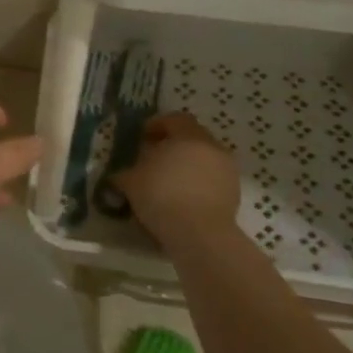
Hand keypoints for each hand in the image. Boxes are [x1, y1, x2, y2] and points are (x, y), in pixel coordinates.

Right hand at [110, 113, 240, 239]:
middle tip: (155, 159)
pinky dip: (199, 184)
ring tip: (169, 182)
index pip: (175, 119)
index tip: (143, 137)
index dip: (158, 125)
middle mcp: (211, 147)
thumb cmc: (162, 197)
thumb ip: (124, 173)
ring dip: (188, 166)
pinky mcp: (233, 192)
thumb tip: (118, 175)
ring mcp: (227, 170)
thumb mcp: (131, 183)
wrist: (199, 233)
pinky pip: (212, 180)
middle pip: (192, 138)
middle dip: (173, 145)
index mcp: (188, 136)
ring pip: (204, 159)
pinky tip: (184, 199)